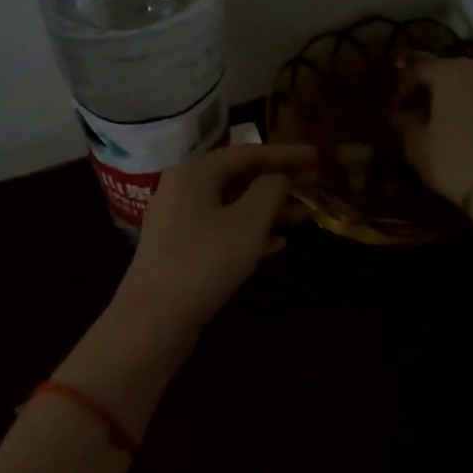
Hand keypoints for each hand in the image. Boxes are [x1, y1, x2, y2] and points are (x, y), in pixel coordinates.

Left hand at [115, 142, 316, 333]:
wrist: (153, 319)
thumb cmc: (205, 261)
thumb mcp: (248, 222)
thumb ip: (269, 191)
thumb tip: (278, 178)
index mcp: (194, 172)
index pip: (248, 153)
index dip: (286, 154)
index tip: (318, 155)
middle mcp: (182, 190)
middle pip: (238, 178)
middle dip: (277, 183)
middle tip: (314, 185)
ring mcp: (179, 223)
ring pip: (232, 208)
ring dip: (268, 211)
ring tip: (305, 215)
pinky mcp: (181, 252)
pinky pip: (222, 233)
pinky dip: (250, 234)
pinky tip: (279, 244)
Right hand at [394, 56, 472, 203]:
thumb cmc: (455, 162)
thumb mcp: (417, 147)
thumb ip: (405, 124)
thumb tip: (400, 114)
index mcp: (450, 71)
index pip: (417, 69)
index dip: (401, 88)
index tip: (394, 109)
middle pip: (448, 72)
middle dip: (431, 91)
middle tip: (418, 114)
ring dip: (457, 99)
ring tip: (445, 124)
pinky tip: (471, 130)